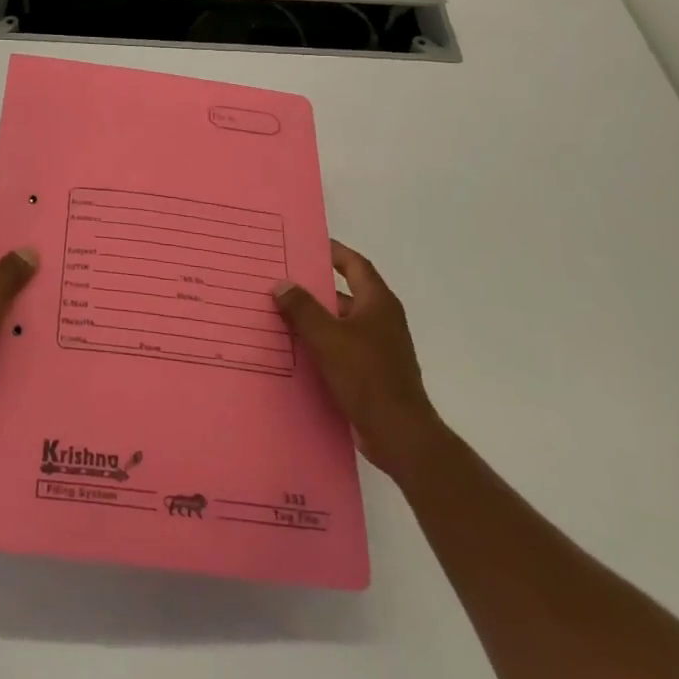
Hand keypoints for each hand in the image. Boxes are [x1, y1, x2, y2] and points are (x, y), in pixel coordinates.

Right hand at [273, 241, 443, 478]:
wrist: (400, 434)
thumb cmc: (367, 376)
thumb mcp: (328, 338)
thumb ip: (303, 309)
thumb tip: (281, 284)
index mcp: (378, 303)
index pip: (355, 265)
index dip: (334, 251)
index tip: (307, 244)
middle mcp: (381, 320)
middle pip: (345, 293)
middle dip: (314, 287)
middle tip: (281, 280)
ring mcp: (378, 348)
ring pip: (341, 323)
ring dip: (315, 318)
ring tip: (279, 313)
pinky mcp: (371, 373)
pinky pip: (341, 348)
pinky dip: (320, 344)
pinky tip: (294, 349)